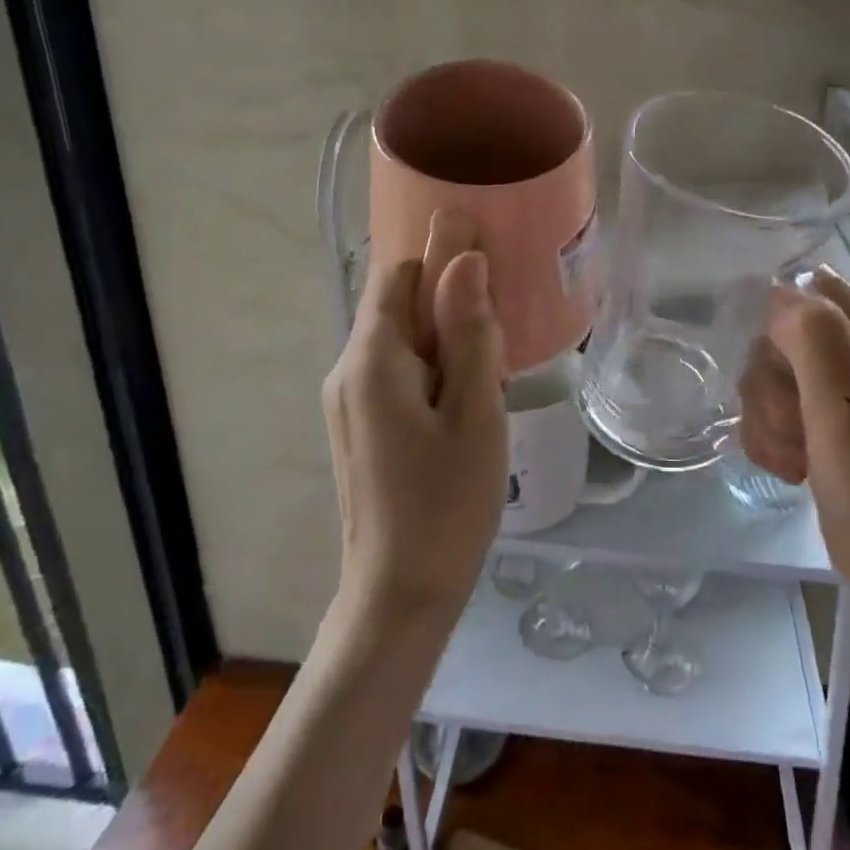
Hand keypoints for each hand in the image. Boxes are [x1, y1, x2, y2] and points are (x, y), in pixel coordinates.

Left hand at [322, 211, 507, 633]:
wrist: (399, 595)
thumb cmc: (447, 503)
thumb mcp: (475, 413)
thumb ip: (470, 333)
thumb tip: (465, 258)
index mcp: (372, 359)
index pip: (399, 274)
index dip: (442, 255)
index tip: (491, 258)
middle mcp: (348, 370)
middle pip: (398, 305)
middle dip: (450, 306)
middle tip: (501, 339)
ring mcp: (348, 400)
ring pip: (401, 341)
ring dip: (446, 342)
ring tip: (489, 380)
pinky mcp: (358, 425)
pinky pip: (396, 374)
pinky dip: (432, 371)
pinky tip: (465, 406)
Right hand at [740, 267, 849, 710]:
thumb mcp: (846, 407)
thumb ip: (813, 335)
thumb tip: (780, 291)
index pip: (818, 297)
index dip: (784, 334)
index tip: (782, 384)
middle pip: (794, 339)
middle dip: (777, 388)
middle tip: (794, 434)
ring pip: (784, 377)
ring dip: (773, 418)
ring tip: (794, 462)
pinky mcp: (848, 428)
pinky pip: (792, 409)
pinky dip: (781, 437)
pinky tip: (793, 469)